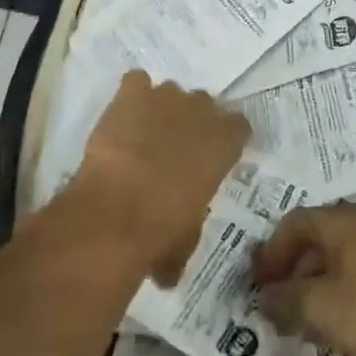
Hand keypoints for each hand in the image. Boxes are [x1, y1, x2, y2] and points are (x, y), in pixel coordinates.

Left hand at [70, 71, 248, 284]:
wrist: (116, 211)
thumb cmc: (162, 231)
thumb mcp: (186, 239)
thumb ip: (185, 234)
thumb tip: (169, 273)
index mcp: (225, 143)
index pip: (240, 126)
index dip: (227, 138)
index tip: (214, 154)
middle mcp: (200, 111)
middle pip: (204, 103)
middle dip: (193, 120)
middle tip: (175, 147)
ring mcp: (165, 98)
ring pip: (170, 91)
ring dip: (162, 108)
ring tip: (144, 132)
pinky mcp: (130, 94)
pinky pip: (136, 82)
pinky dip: (131, 94)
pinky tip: (123, 114)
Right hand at [249, 204, 355, 355]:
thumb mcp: (319, 309)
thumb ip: (284, 301)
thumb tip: (264, 298)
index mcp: (342, 221)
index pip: (293, 222)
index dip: (271, 252)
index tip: (258, 286)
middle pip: (316, 238)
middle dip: (292, 271)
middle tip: (278, 305)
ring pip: (339, 258)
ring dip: (316, 286)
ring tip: (305, 322)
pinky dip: (341, 294)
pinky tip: (341, 327)